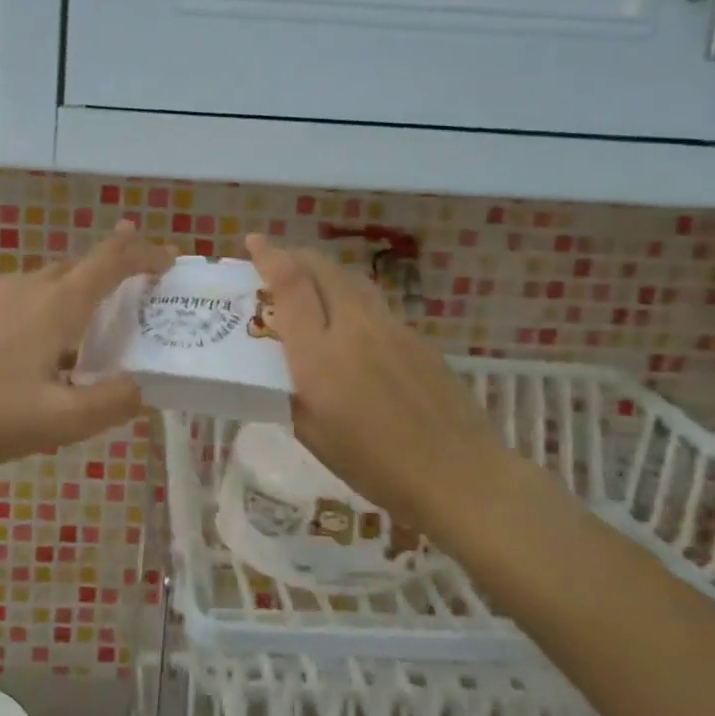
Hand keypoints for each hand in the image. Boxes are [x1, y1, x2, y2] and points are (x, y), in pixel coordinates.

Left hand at [0, 223, 175, 471]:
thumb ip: (110, 402)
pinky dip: (62, 303)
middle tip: (148, 290)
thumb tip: (139, 387)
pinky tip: (58, 342)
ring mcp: (3, 299)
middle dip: (121, 267)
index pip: (111, 260)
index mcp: (57, 304)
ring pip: (58, 279)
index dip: (145, 253)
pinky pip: (36, 296)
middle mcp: (32, 288)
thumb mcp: (60, 420)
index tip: (172, 261)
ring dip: (89, 286)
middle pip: (85, 263)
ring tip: (109, 317)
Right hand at [245, 234, 519, 539]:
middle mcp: (354, 328)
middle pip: (323, 269)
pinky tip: (350, 326)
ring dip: (325, 272)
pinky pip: (375, 304)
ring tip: (310, 284)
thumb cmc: (376, 466)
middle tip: (276, 260)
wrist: (460, 474)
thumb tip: (281, 371)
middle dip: (295, 255)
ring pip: (352, 280)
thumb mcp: (314, 436)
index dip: (269, 256)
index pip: (291, 285)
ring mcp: (391, 328)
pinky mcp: (417, 337)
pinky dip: (350, 298)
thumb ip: (292, 393)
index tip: (254, 241)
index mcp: (319, 355)